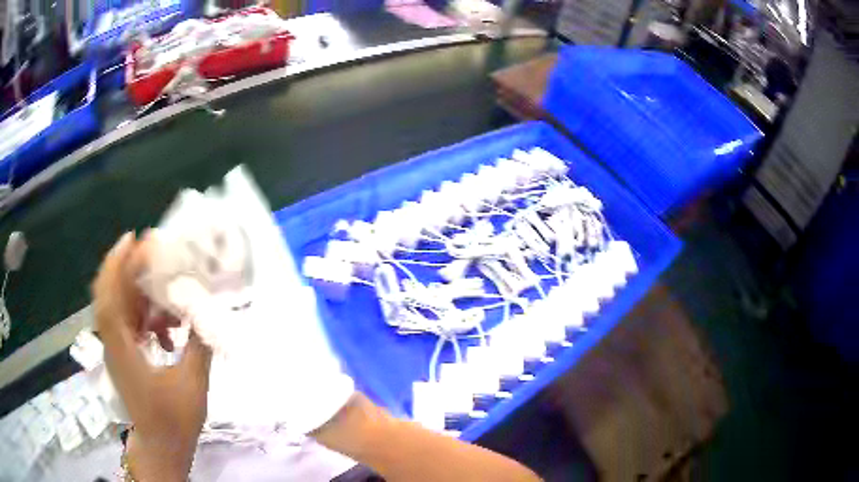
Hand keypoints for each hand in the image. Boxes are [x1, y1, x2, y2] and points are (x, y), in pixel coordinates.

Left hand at [92, 232, 212, 481]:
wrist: (161, 447)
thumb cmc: (173, 421)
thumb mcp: (192, 385)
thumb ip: (199, 346)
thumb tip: (208, 312)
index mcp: (122, 349)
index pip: (109, 298)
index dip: (116, 265)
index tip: (133, 238)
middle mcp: (113, 344)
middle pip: (112, 294)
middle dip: (129, 267)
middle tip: (154, 251)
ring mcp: (117, 349)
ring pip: (121, 307)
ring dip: (140, 293)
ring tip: (165, 289)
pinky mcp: (124, 355)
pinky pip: (129, 323)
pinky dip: (145, 316)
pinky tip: (166, 328)